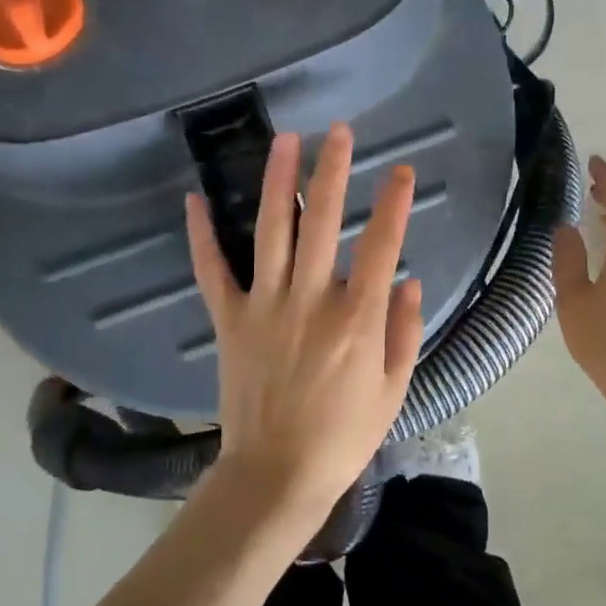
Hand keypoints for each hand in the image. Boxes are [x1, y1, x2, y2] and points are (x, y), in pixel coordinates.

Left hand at [186, 123, 422, 523]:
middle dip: (334, 171)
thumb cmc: (344, 435)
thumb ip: (405, 330)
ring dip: (278, 181)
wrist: (277, 473)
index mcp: (357, 319)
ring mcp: (265, 306)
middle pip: (322, 222)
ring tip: (286, 139)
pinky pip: (212, 270)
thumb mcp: (394, 389)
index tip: (402, 171)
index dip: (394, 203)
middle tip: (340, 132)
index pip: (381, 245)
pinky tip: (195, 199)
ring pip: (272, 231)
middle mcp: (311, 300)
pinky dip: (202, 235)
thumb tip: (410, 279)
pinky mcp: (230, 319)